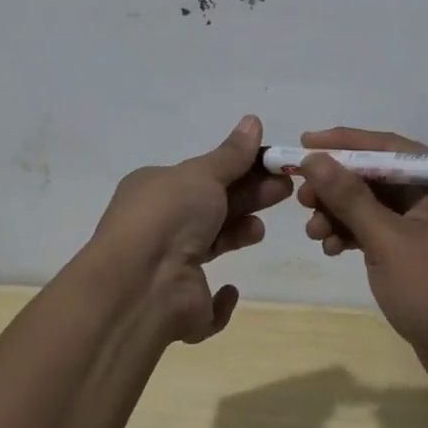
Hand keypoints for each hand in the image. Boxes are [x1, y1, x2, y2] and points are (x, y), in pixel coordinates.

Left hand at [90, 115, 292, 343]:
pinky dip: (220, 300)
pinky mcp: (182, 307)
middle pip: (213, 207)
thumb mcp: (203, 174)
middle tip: (285, 190)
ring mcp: (167, 269)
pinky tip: (228, 289)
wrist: (142, 284)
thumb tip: (253, 120)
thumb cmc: (170, 216)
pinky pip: (206, 304)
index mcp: (156, 190)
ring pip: (211, 247)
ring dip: (237, 234)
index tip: (273, 166)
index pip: (203, 175)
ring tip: (258, 229)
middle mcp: (159, 226)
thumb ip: (231, 154)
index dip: (239, 169)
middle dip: (249, 196)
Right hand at [297, 127, 427, 392]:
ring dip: (341, 214)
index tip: (304, 143)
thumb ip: (349, 197)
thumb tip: (313, 158)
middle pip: (377, 177)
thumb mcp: (387, 241)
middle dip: (337, 186)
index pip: (386, 147)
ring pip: (375, 206)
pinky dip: (355, 236)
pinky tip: (331, 248)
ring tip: (314, 232)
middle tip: (302, 198)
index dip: (343, 143)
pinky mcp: (421, 255)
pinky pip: (381, 232)